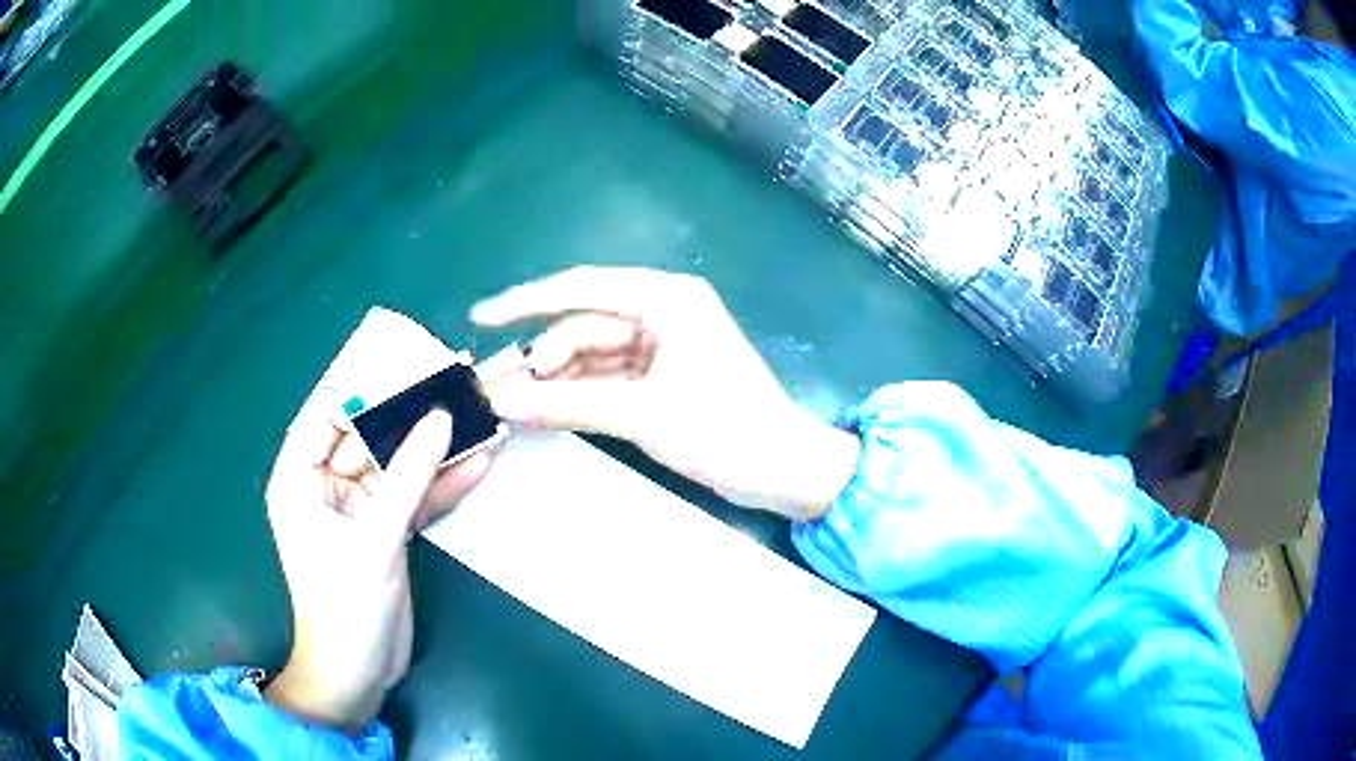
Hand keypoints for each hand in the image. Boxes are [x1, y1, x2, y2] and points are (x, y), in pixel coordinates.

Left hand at [263, 395, 490, 731]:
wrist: (360, 673)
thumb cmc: (346, 607)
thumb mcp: (374, 539)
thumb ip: (408, 477)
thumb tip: (441, 418)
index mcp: (298, 478)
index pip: (326, 414)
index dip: (363, 385)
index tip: (406, 358)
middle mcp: (324, 485)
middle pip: (368, 435)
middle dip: (410, 412)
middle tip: (453, 379)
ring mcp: (358, 508)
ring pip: (397, 465)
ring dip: (435, 447)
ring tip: (478, 412)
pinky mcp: (386, 530)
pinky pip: (414, 497)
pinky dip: (444, 485)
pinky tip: (481, 463)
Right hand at [471, 266, 860, 520]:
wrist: (783, 470)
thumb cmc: (726, 431)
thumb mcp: (643, 415)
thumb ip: (568, 404)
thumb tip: (501, 401)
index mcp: (667, 299)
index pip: (582, 288)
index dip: (526, 302)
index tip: (482, 316)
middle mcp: (662, 312)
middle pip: (583, 326)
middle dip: (541, 358)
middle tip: (497, 390)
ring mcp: (661, 345)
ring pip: (591, 355)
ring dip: (555, 380)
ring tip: (512, 404)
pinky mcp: (661, 376)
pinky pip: (606, 377)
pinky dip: (577, 393)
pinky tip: (544, 408)